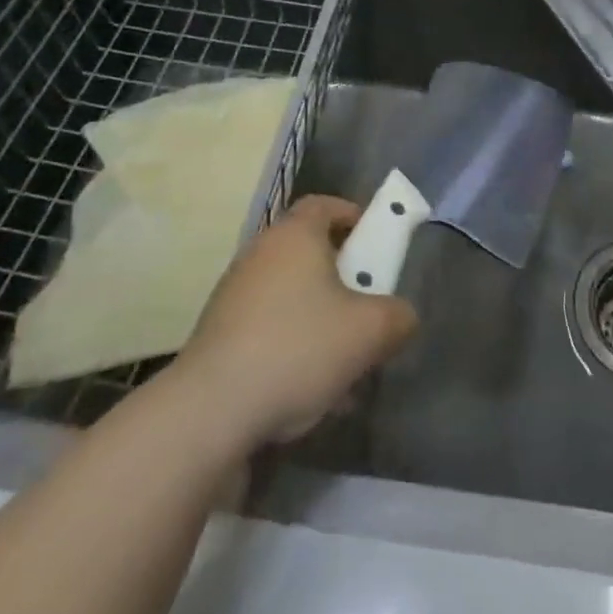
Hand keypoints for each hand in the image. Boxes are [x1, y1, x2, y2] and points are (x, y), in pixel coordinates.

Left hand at [176, 195, 417, 447]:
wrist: (211, 409)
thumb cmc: (298, 348)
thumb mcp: (369, 332)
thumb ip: (398, 317)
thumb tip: (401, 316)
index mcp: (295, 235)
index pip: (326, 204)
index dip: (355, 217)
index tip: (376, 244)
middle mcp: (261, 253)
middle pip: (311, 253)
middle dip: (343, 281)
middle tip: (367, 310)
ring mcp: (235, 293)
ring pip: (292, 296)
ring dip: (321, 321)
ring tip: (344, 367)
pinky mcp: (220, 333)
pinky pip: (269, 327)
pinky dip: (293, 347)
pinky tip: (309, 393)